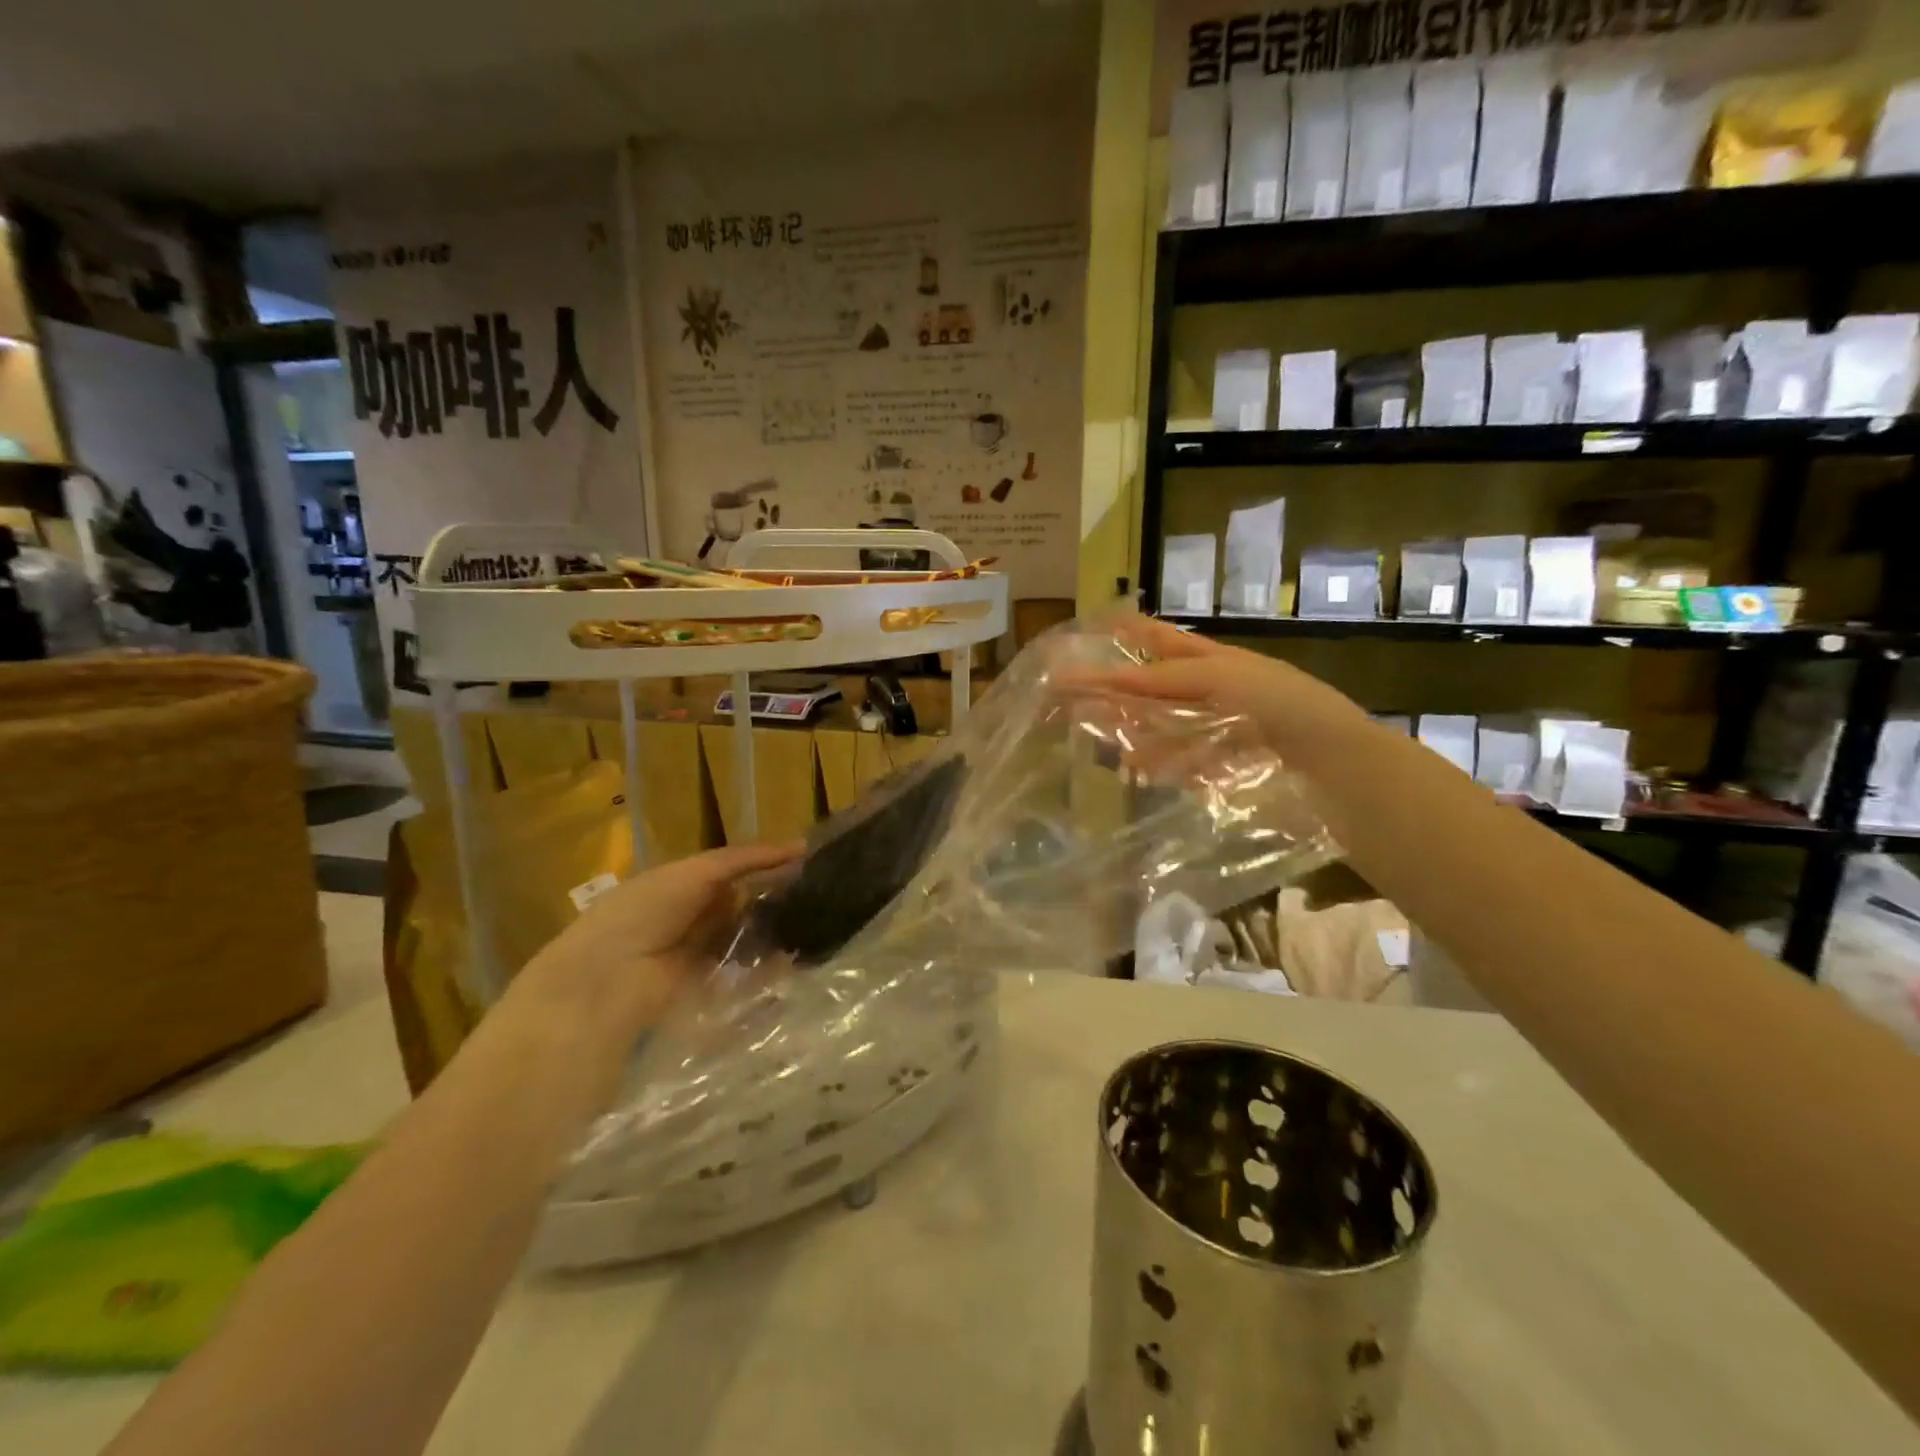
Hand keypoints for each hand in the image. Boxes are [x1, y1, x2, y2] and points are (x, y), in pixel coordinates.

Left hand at [511, 841, 801, 1043]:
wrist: (609, 978)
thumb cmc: (647, 910)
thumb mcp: (697, 872)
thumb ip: (744, 860)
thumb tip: (799, 848)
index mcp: (682, 882)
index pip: (735, 869)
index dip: (768, 864)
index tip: (809, 861)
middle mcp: (692, 914)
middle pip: (743, 901)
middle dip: (777, 896)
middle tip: (821, 892)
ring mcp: (700, 952)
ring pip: (747, 935)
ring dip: (775, 930)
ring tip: (816, 922)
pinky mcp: (708, 986)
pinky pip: (745, 970)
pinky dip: (768, 965)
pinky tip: (796, 955)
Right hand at [1091, 615, 1369, 767]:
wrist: (1336, 761)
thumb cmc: (1281, 705)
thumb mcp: (1220, 678)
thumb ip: (1164, 679)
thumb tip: (1110, 681)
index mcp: (1217, 660)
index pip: (1160, 642)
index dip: (1127, 635)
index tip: (1090, 632)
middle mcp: (1218, 691)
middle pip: (1160, 688)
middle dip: (1123, 692)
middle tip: (1083, 699)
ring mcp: (1224, 729)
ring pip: (1170, 727)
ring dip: (1140, 734)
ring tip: (1113, 748)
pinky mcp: (1231, 765)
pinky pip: (1189, 761)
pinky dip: (1166, 765)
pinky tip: (1146, 772)